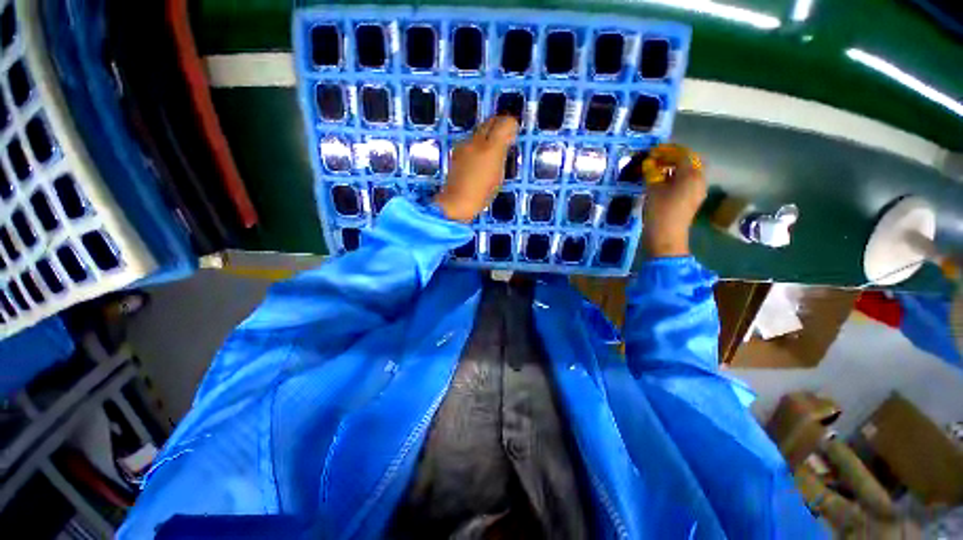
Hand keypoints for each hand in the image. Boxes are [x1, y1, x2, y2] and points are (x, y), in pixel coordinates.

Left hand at [435, 116, 518, 222]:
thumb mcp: (498, 177)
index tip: (514, 131)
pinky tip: (479, 159)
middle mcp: (476, 141)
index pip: (504, 123)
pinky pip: (471, 141)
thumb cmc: (482, 195)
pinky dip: (478, 144)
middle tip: (505, 135)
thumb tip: (505, 143)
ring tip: (492, 149)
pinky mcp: (456, 151)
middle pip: (490, 122)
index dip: (511, 124)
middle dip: (499, 124)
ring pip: (479, 131)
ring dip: (487, 134)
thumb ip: (501, 156)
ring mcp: (464, 145)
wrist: (456, 202)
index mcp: (491, 149)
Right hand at [642, 149, 706, 257]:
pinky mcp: (693, 199)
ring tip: (657, 170)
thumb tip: (649, 163)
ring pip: (688, 172)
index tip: (653, 151)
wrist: (666, 237)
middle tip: (656, 159)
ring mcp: (698, 190)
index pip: (683, 154)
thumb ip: (652, 173)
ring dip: (674, 167)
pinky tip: (663, 182)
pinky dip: (676, 177)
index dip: (667, 150)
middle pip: (689, 161)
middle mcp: (699, 179)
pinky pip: (687, 182)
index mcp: (691, 175)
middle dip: (673, 157)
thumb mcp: (652, 190)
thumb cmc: (659, 212)